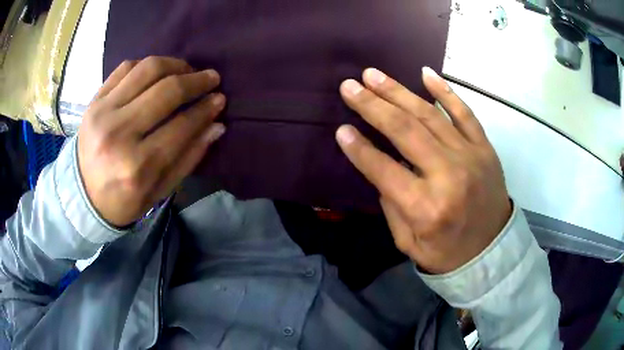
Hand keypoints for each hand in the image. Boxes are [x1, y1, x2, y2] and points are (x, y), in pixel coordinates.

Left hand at [77, 57, 225, 226]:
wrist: (83, 195)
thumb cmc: (124, 199)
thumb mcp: (160, 190)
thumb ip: (189, 157)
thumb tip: (216, 125)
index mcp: (138, 167)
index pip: (181, 125)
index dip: (205, 108)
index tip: (219, 99)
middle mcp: (119, 134)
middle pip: (166, 91)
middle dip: (196, 81)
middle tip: (211, 78)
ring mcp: (103, 113)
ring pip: (147, 70)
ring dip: (175, 64)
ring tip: (187, 70)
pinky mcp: (94, 101)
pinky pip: (126, 67)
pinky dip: (147, 65)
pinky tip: (159, 72)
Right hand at [336, 67, 510, 273]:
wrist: (492, 252)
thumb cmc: (448, 253)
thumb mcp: (409, 243)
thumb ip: (392, 206)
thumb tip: (381, 167)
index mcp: (425, 208)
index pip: (384, 169)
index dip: (359, 148)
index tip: (340, 128)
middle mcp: (448, 176)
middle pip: (405, 131)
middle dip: (372, 106)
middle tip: (349, 86)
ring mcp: (470, 156)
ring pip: (430, 115)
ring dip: (398, 92)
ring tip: (373, 75)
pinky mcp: (484, 148)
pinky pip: (465, 113)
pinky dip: (445, 92)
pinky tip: (425, 74)